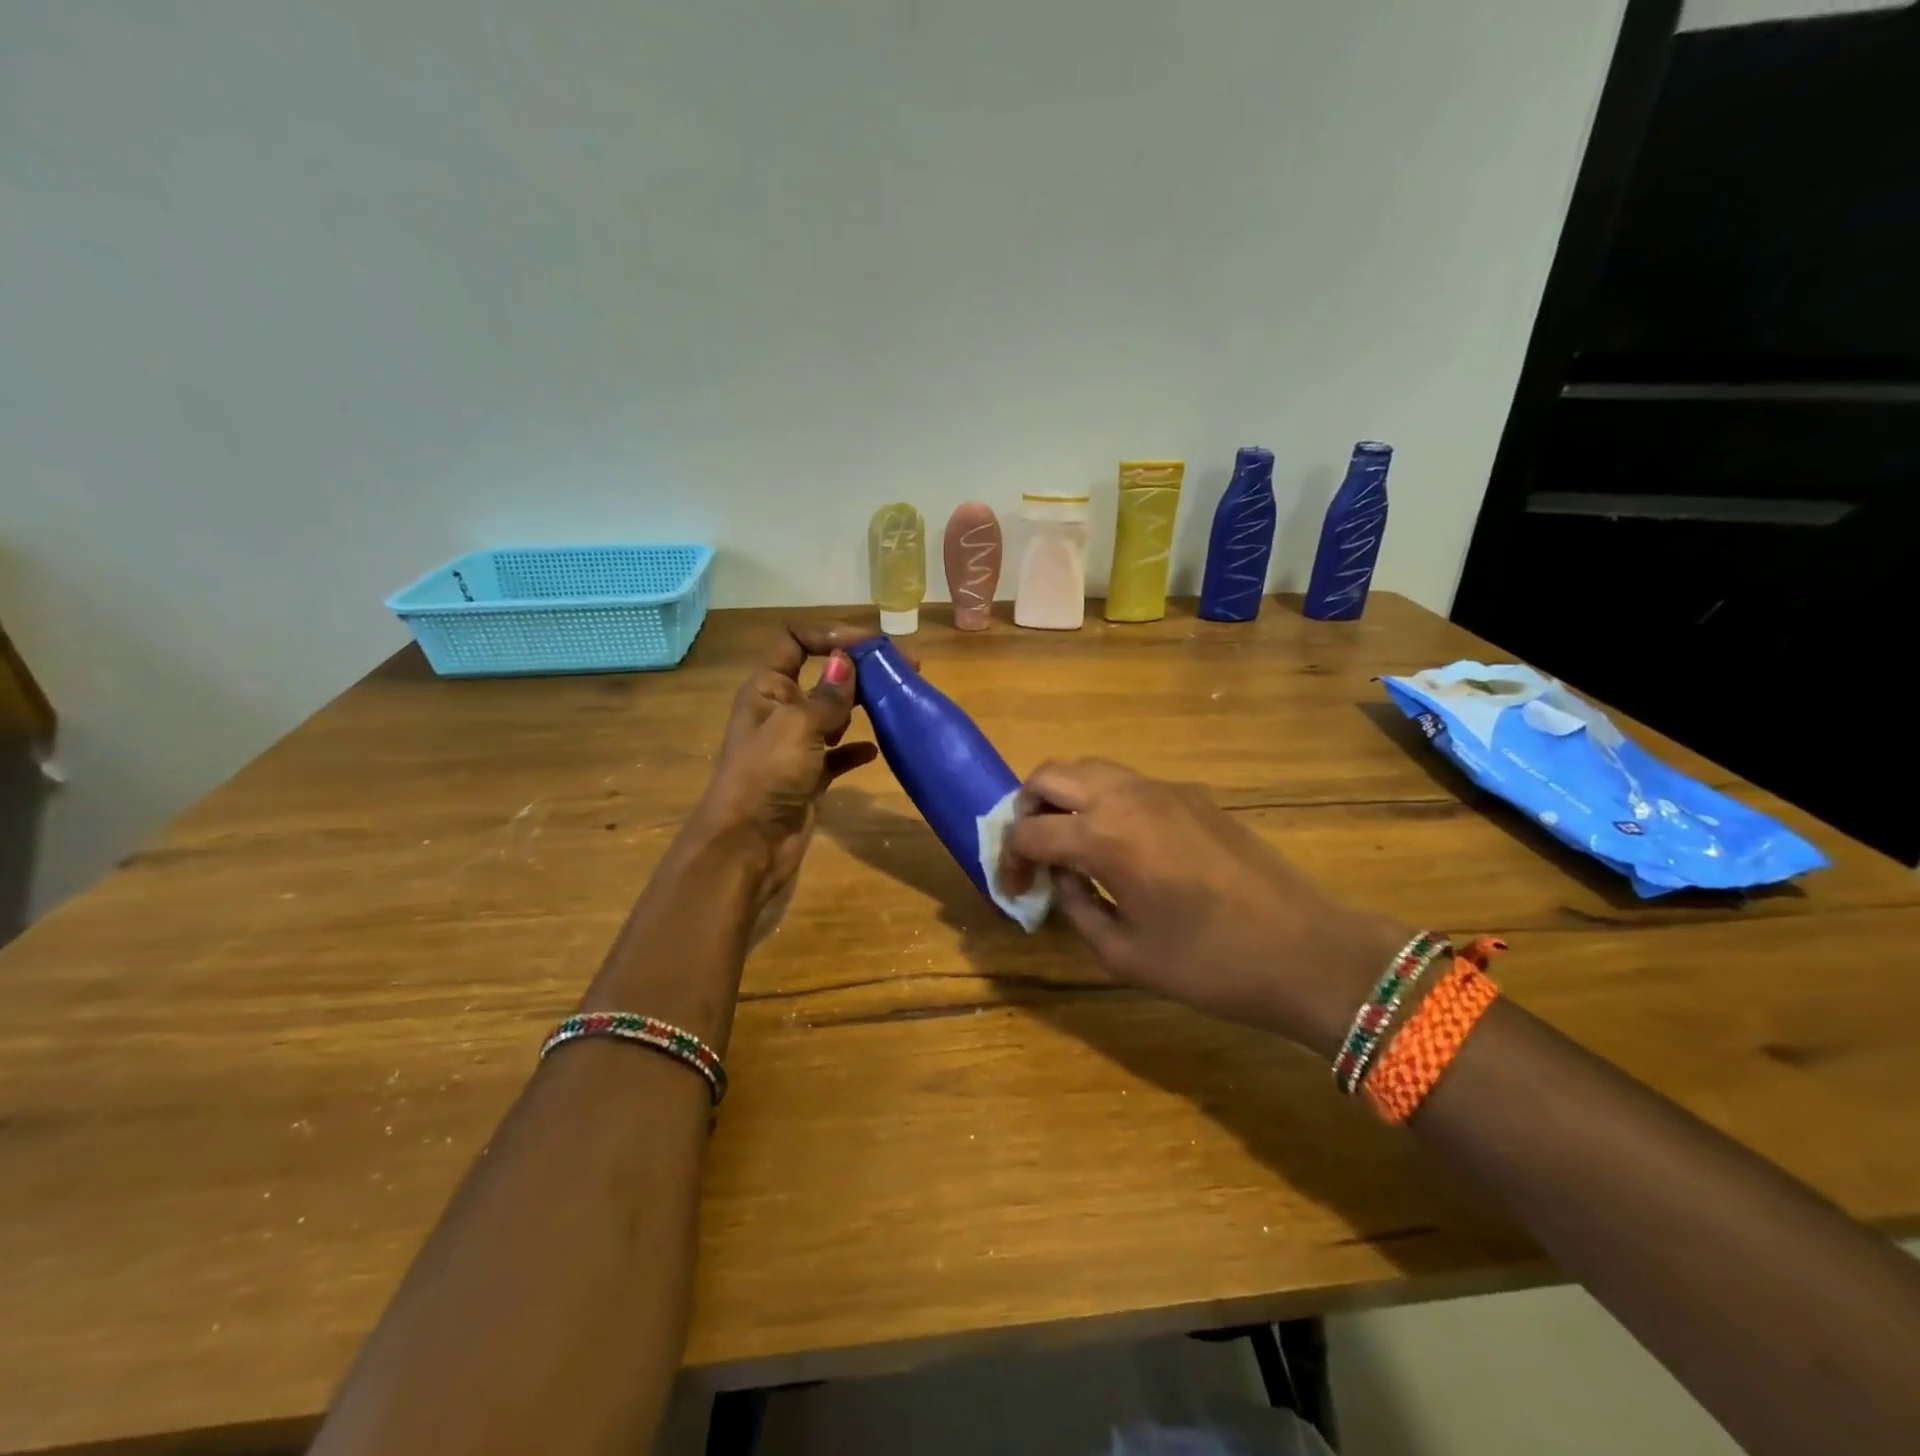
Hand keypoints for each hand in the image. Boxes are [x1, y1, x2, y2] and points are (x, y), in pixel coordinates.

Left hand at [684, 623, 879, 924]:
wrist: (747, 847)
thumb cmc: (766, 777)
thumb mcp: (798, 726)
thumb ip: (827, 695)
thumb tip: (846, 659)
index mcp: (767, 688)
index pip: (795, 641)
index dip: (830, 635)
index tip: (871, 645)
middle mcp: (780, 711)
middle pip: (822, 676)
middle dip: (859, 668)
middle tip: (906, 669)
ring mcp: (795, 746)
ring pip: (834, 714)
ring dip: (862, 706)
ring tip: (899, 701)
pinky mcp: (810, 777)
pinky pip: (839, 754)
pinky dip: (857, 749)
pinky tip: (877, 750)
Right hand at [999, 759, 1408, 1056]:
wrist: (1309, 952)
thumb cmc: (1211, 965)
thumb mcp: (1125, 954)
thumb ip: (1076, 907)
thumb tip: (1059, 877)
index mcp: (1105, 837)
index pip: (1030, 831)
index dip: (1009, 858)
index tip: (1012, 888)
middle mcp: (1128, 796)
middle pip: (1051, 775)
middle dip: (1027, 808)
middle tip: (1031, 851)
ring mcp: (1165, 789)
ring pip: (1091, 768)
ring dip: (1064, 797)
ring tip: (1067, 842)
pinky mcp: (1193, 795)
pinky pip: (1129, 782)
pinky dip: (1103, 799)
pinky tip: (1117, 843)